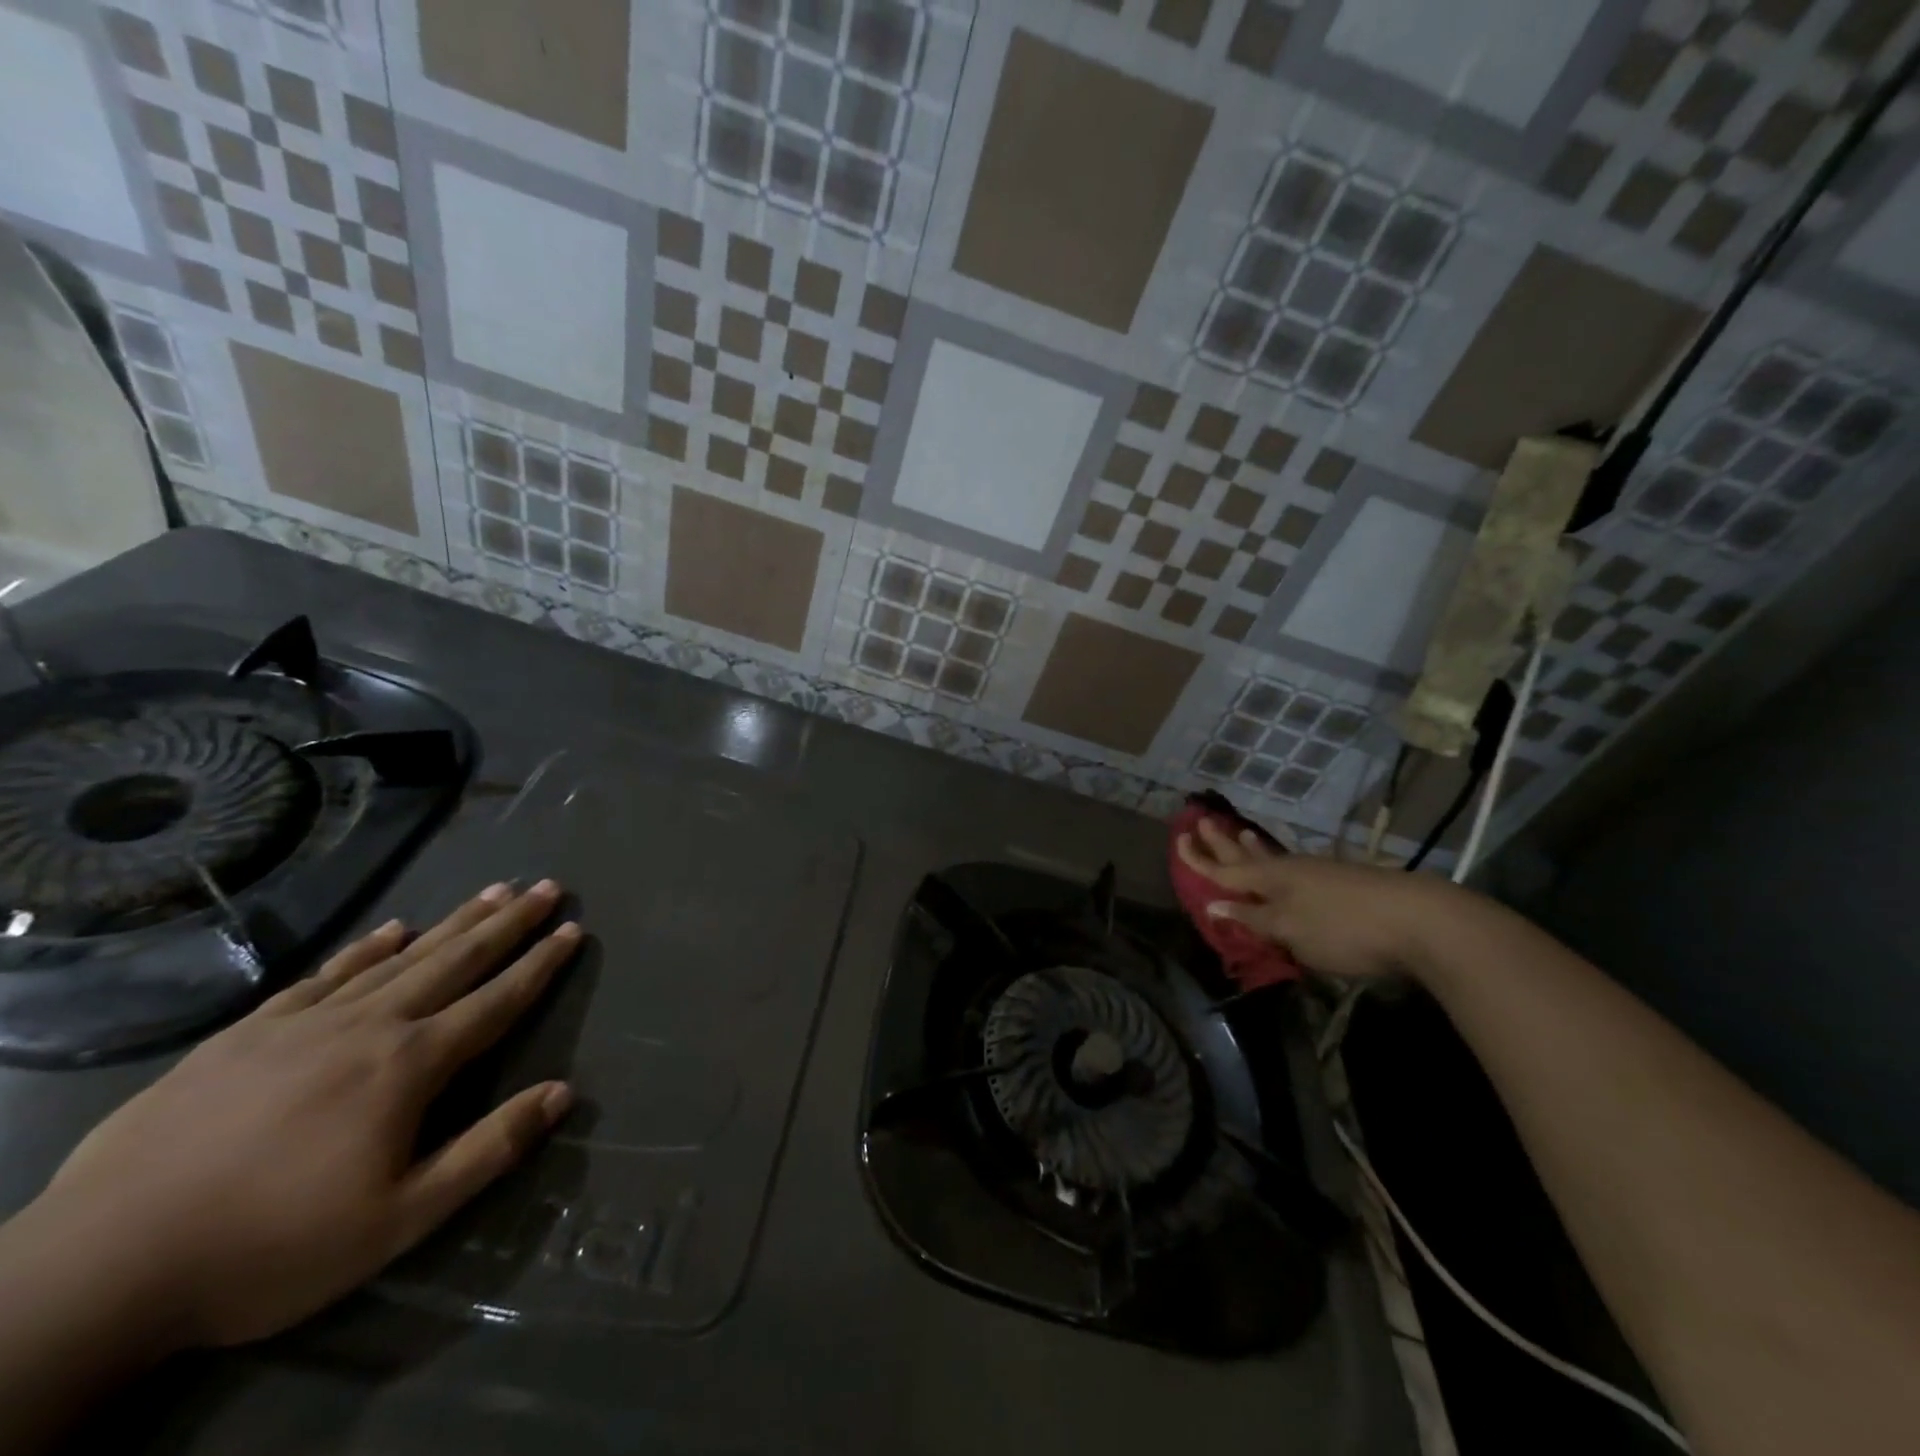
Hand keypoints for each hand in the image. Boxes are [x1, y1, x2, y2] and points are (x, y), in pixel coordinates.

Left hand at [18, 880, 579, 1353]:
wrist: (100, 1268)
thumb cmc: (270, 1248)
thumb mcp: (399, 1220)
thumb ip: (488, 1149)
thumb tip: (563, 1093)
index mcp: (410, 1066)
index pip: (496, 1002)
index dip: (540, 965)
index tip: (573, 928)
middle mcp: (370, 1026)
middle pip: (456, 962)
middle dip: (508, 923)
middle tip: (546, 887)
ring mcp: (305, 1024)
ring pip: (400, 957)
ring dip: (453, 922)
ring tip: (492, 891)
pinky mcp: (247, 1034)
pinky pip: (325, 976)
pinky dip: (365, 948)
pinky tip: (390, 929)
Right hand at [1176, 817, 1467, 980]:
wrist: (1418, 920)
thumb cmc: (1343, 928)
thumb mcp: (1290, 929)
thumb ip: (1253, 917)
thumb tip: (1213, 903)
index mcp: (1270, 880)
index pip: (1224, 870)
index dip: (1199, 859)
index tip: (1178, 838)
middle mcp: (1290, 871)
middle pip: (1247, 857)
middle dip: (1222, 843)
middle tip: (1202, 821)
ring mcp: (1318, 874)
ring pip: (1274, 858)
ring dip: (1253, 848)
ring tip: (1241, 833)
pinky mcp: (1342, 882)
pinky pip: (1295, 867)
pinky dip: (1280, 861)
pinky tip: (1289, 864)